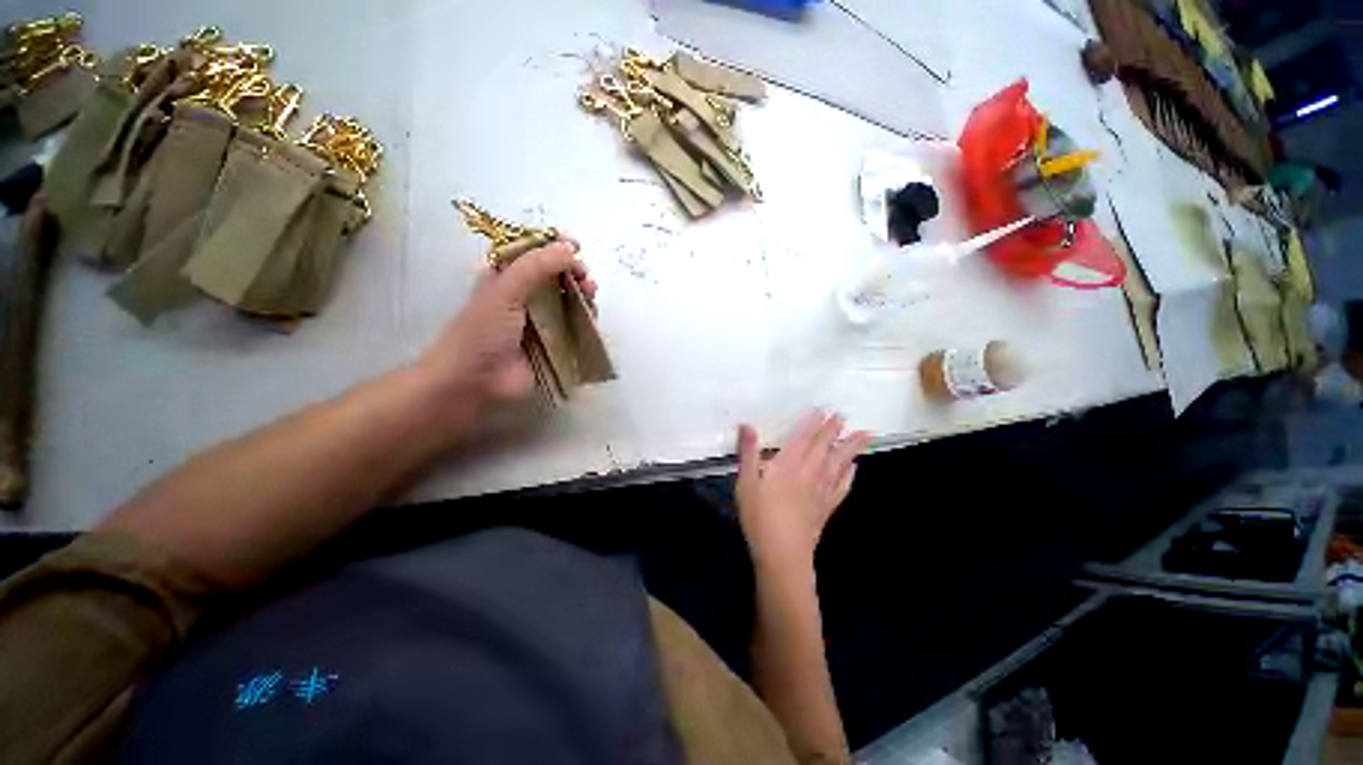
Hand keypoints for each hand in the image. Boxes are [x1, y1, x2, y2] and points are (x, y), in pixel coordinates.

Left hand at [418, 240, 596, 407]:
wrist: (476, 381)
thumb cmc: (483, 331)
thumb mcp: (505, 290)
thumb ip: (537, 266)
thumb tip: (571, 247)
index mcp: (506, 278)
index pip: (534, 253)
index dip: (555, 247)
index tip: (576, 247)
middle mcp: (525, 297)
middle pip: (556, 276)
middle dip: (574, 272)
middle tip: (585, 277)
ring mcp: (542, 321)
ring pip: (569, 301)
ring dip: (582, 294)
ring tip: (590, 295)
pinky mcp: (555, 343)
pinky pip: (576, 326)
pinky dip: (586, 319)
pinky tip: (591, 317)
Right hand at [736, 411, 870, 570]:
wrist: (782, 554)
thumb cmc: (759, 516)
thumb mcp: (745, 482)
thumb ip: (748, 452)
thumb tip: (746, 425)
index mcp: (788, 464)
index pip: (804, 438)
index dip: (814, 423)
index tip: (825, 410)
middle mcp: (808, 473)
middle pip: (824, 447)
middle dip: (834, 430)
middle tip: (845, 415)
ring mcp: (821, 491)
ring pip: (839, 463)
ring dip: (851, 447)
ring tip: (865, 435)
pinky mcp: (827, 507)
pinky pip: (842, 487)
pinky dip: (850, 475)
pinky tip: (855, 469)